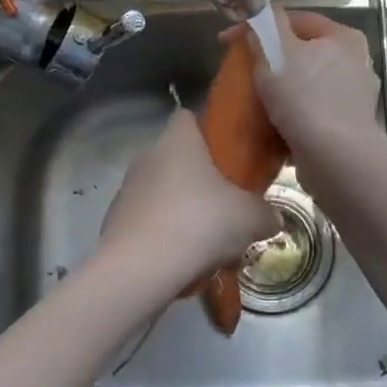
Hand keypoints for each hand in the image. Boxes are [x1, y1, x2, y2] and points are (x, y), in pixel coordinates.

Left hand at [96, 111, 279, 293]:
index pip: (189, 117)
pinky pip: (151, 224)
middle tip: (230, 209)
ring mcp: (128, 191)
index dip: (210, 131)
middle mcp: (147, 157)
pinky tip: (188, 265)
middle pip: (180, 161)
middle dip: (204, 184)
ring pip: (167, 196)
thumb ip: (265, 213)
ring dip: (188, 215)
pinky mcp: (116, 224)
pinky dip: (169, 239)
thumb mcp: (250, 218)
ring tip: (213, 248)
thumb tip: (271, 218)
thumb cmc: (200, 223)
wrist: (140, 269)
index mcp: (177, 141)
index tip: (231, 155)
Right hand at [246, 8, 382, 162]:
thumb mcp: (276, 51)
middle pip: (303, 54)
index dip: (260, 26)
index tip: (227, 42)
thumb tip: (258, 20)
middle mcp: (355, 64)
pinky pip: (310, 114)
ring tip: (252, 102)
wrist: (335, 158)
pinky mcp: (346, 129)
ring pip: (306, 86)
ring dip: (280, 92)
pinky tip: (270, 126)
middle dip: (271, 61)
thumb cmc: (305, 97)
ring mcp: (353, 99)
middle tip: (241, 72)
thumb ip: (265, 26)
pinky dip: (290, 117)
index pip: (297, 20)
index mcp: (344, 38)